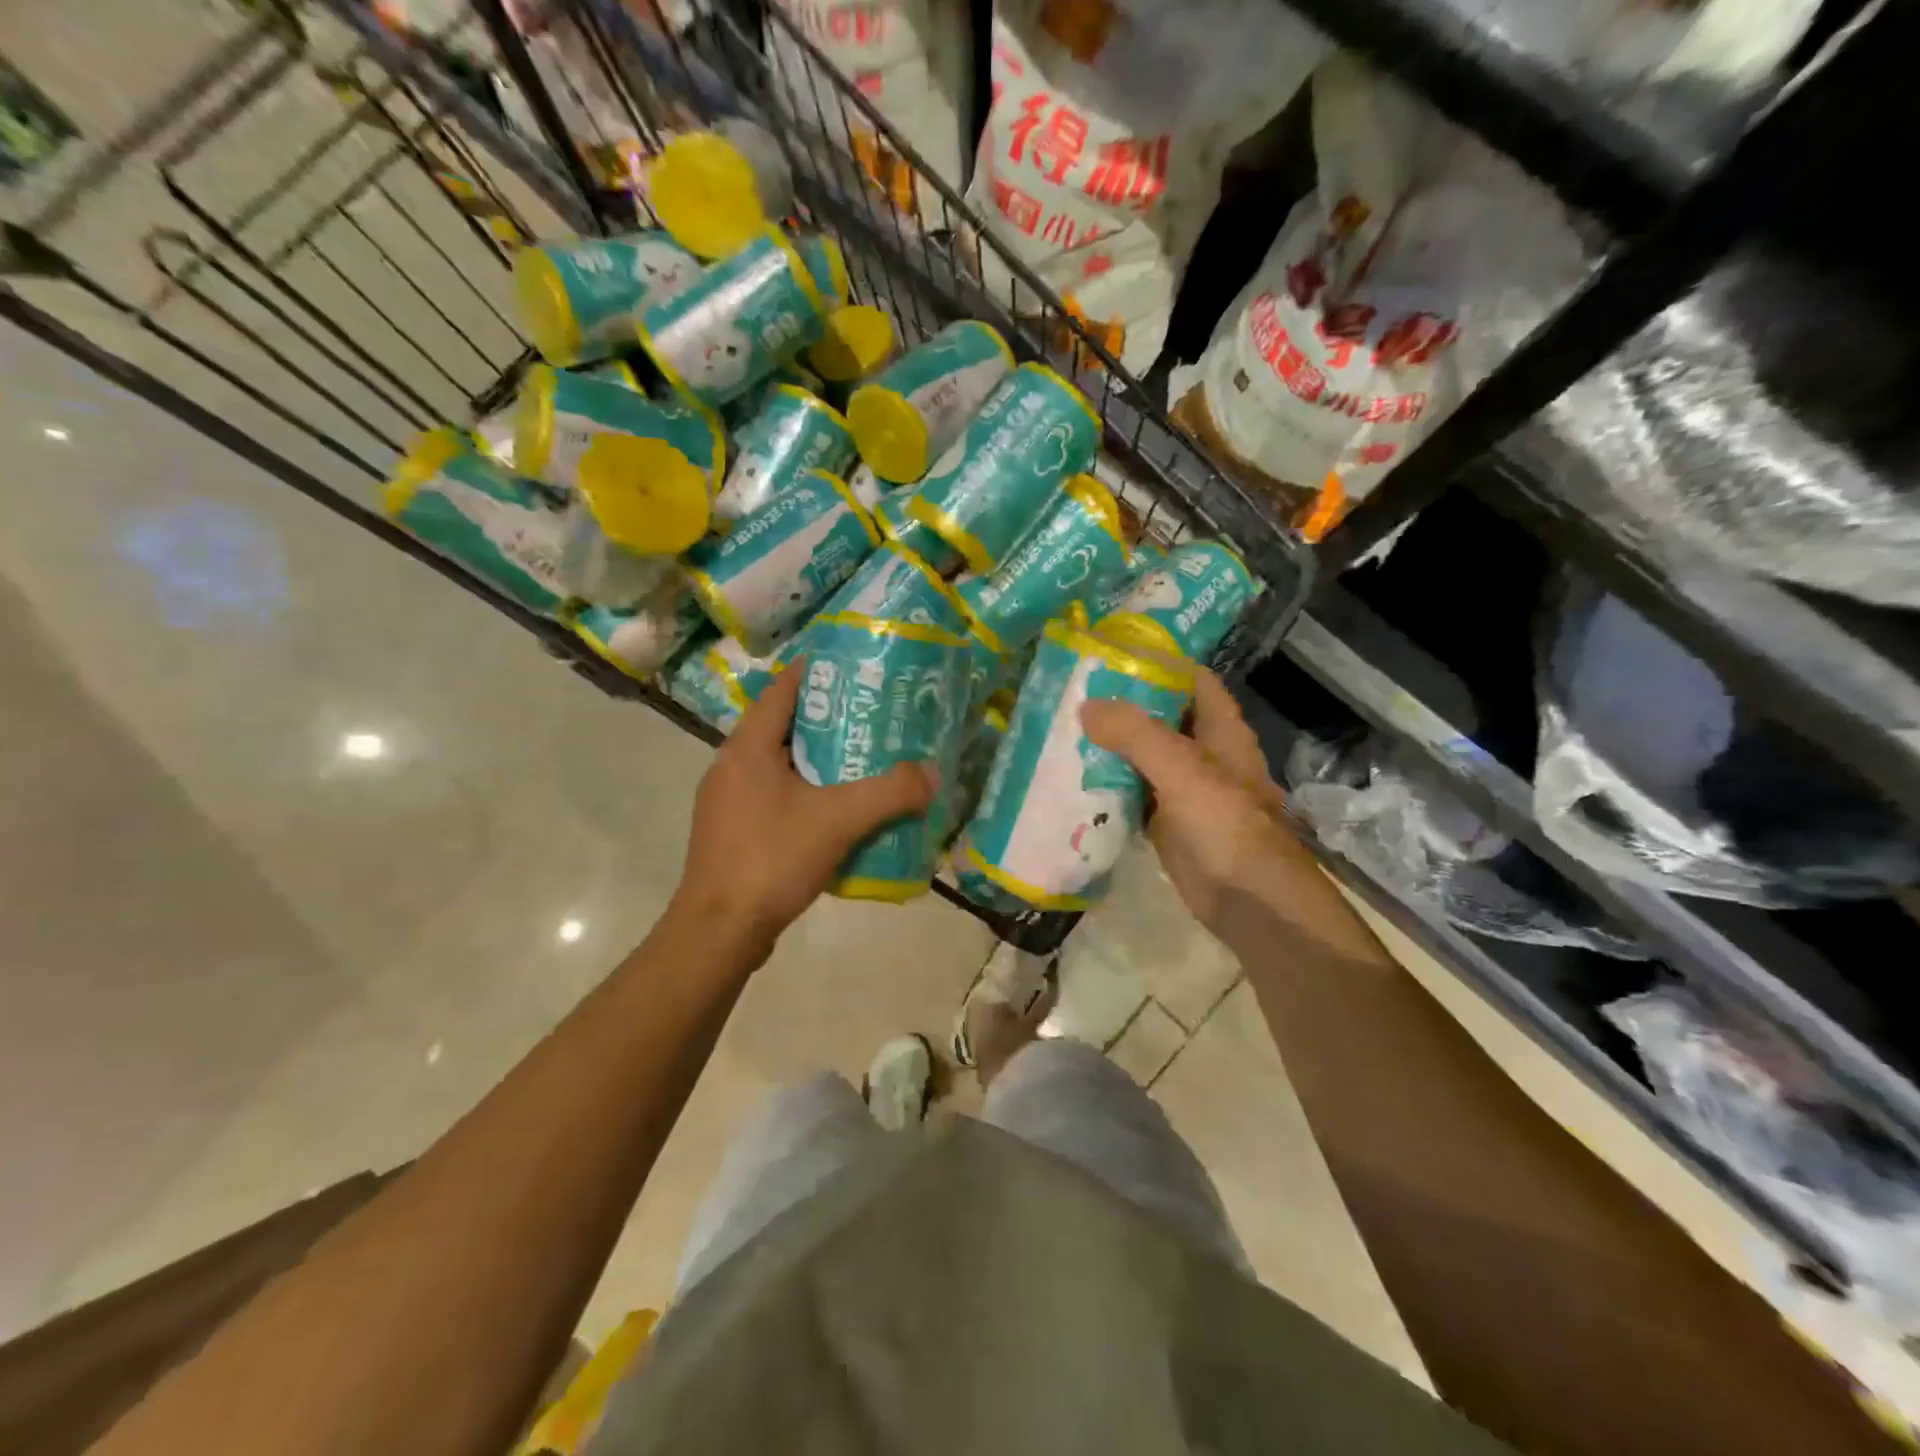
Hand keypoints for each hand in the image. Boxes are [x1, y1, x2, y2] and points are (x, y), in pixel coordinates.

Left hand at [672, 658, 936, 949]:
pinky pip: (773, 794)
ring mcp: (727, 799)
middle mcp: (731, 764)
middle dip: (828, 718)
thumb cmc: (772, 859)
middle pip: (783, 725)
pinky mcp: (731, 830)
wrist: (719, 931)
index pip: (782, 689)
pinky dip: (804, 790)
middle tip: (874, 715)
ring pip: (779, 763)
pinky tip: (835, 808)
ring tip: (862, 758)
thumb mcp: (839, 821)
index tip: (857, 668)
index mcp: (747, 746)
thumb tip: (933, 773)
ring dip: (817, 758)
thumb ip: (890, 794)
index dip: (818, 672)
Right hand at [1081, 668, 1310, 933]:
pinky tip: (1071, 779)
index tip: (1109, 654)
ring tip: (1061, 729)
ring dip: (1108, 745)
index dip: (1156, 662)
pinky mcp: (1166, 821)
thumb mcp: (1182, 769)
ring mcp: (1183, 789)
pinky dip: (1106, 785)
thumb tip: (1085, 706)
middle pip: (1159, 716)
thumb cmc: (1225, 825)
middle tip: (1069, 692)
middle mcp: (1202, 753)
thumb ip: (1135, 734)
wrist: (1248, 900)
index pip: (1189, 679)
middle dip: (1120, 705)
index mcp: (1218, 729)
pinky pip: (1131, 793)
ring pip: (1141, 756)